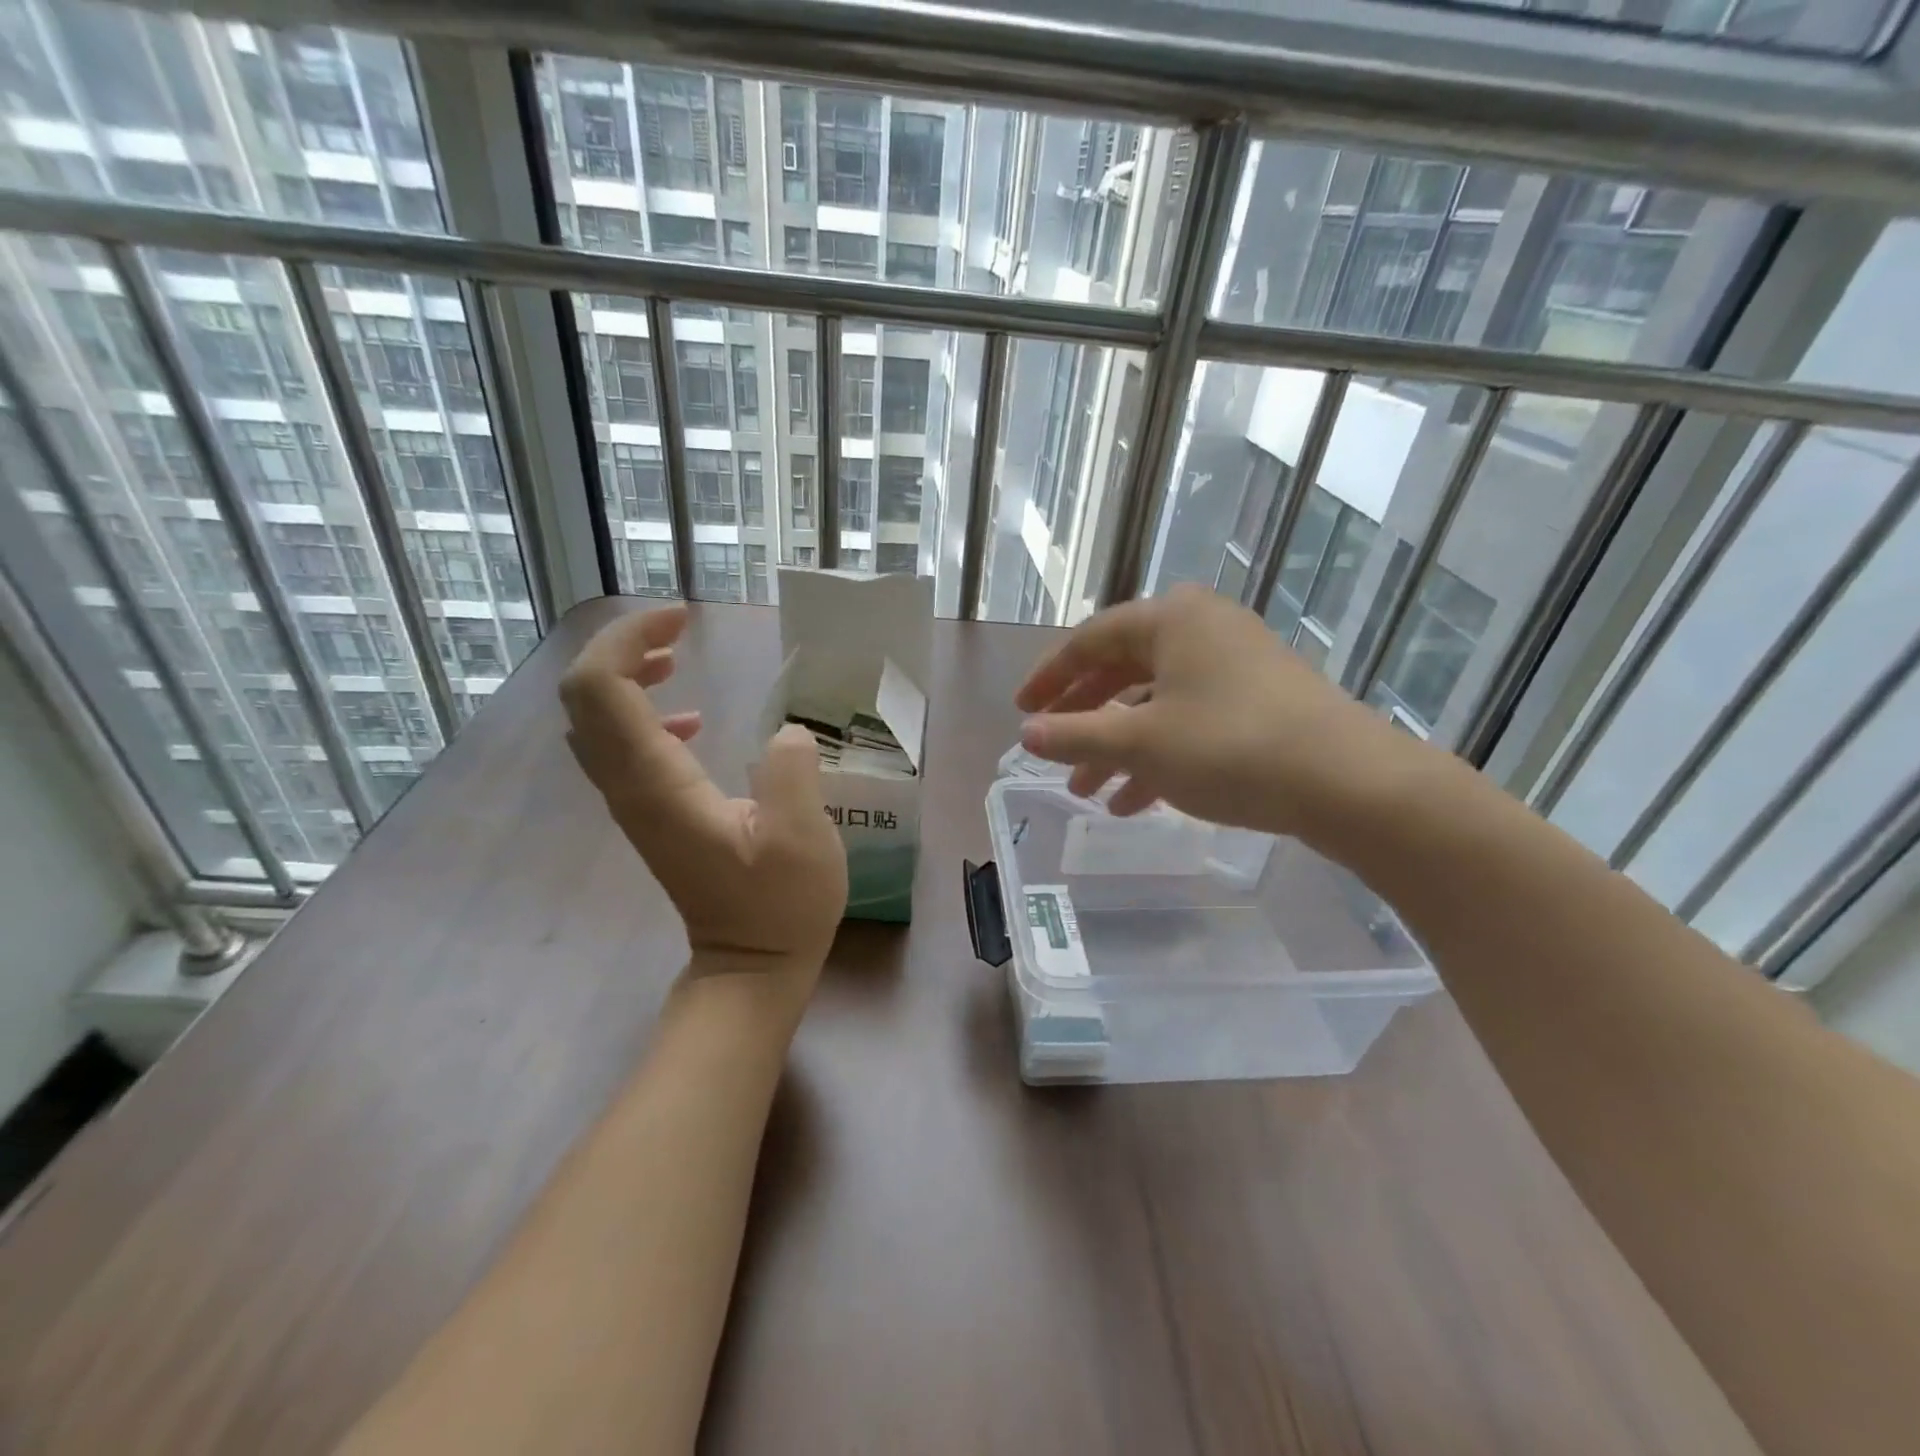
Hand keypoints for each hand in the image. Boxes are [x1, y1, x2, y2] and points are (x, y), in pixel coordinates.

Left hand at [560, 604, 848, 990]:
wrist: (750, 968)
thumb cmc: (781, 907)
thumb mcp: (803, 838)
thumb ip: (790, 774)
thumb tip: (784, 733)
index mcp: (657, 786)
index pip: (602, 690)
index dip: (627, 639)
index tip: (681, 619)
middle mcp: (628, 789)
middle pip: (585, 698)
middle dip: (621, 648)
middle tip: (677, 632)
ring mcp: (632, 803)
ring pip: (595, 721)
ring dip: (626, 677)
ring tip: (677, 660)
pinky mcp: (646, 813)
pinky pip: (618, 746)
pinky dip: (640, 713)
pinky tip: (690, 720)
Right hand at [1015, 584, 1413, 845]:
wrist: (1348, 781)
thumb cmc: (1230, 747)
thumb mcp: (1140, 744)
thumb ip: (1076, 736)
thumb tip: (1027, 734)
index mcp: (1170, 619)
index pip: (1090, 640)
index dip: (1049, 677)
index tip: (1021, 710)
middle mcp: (1202, 628)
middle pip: (1122, 669)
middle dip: (1084, 716)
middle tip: (1052, 748)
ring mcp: (1236, 663)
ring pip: (1156, 701)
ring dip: (1118, 744)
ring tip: (1088, 793)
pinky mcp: (1260, 699)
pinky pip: (1190, 719)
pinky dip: (1158, 754)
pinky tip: (1135, 801)